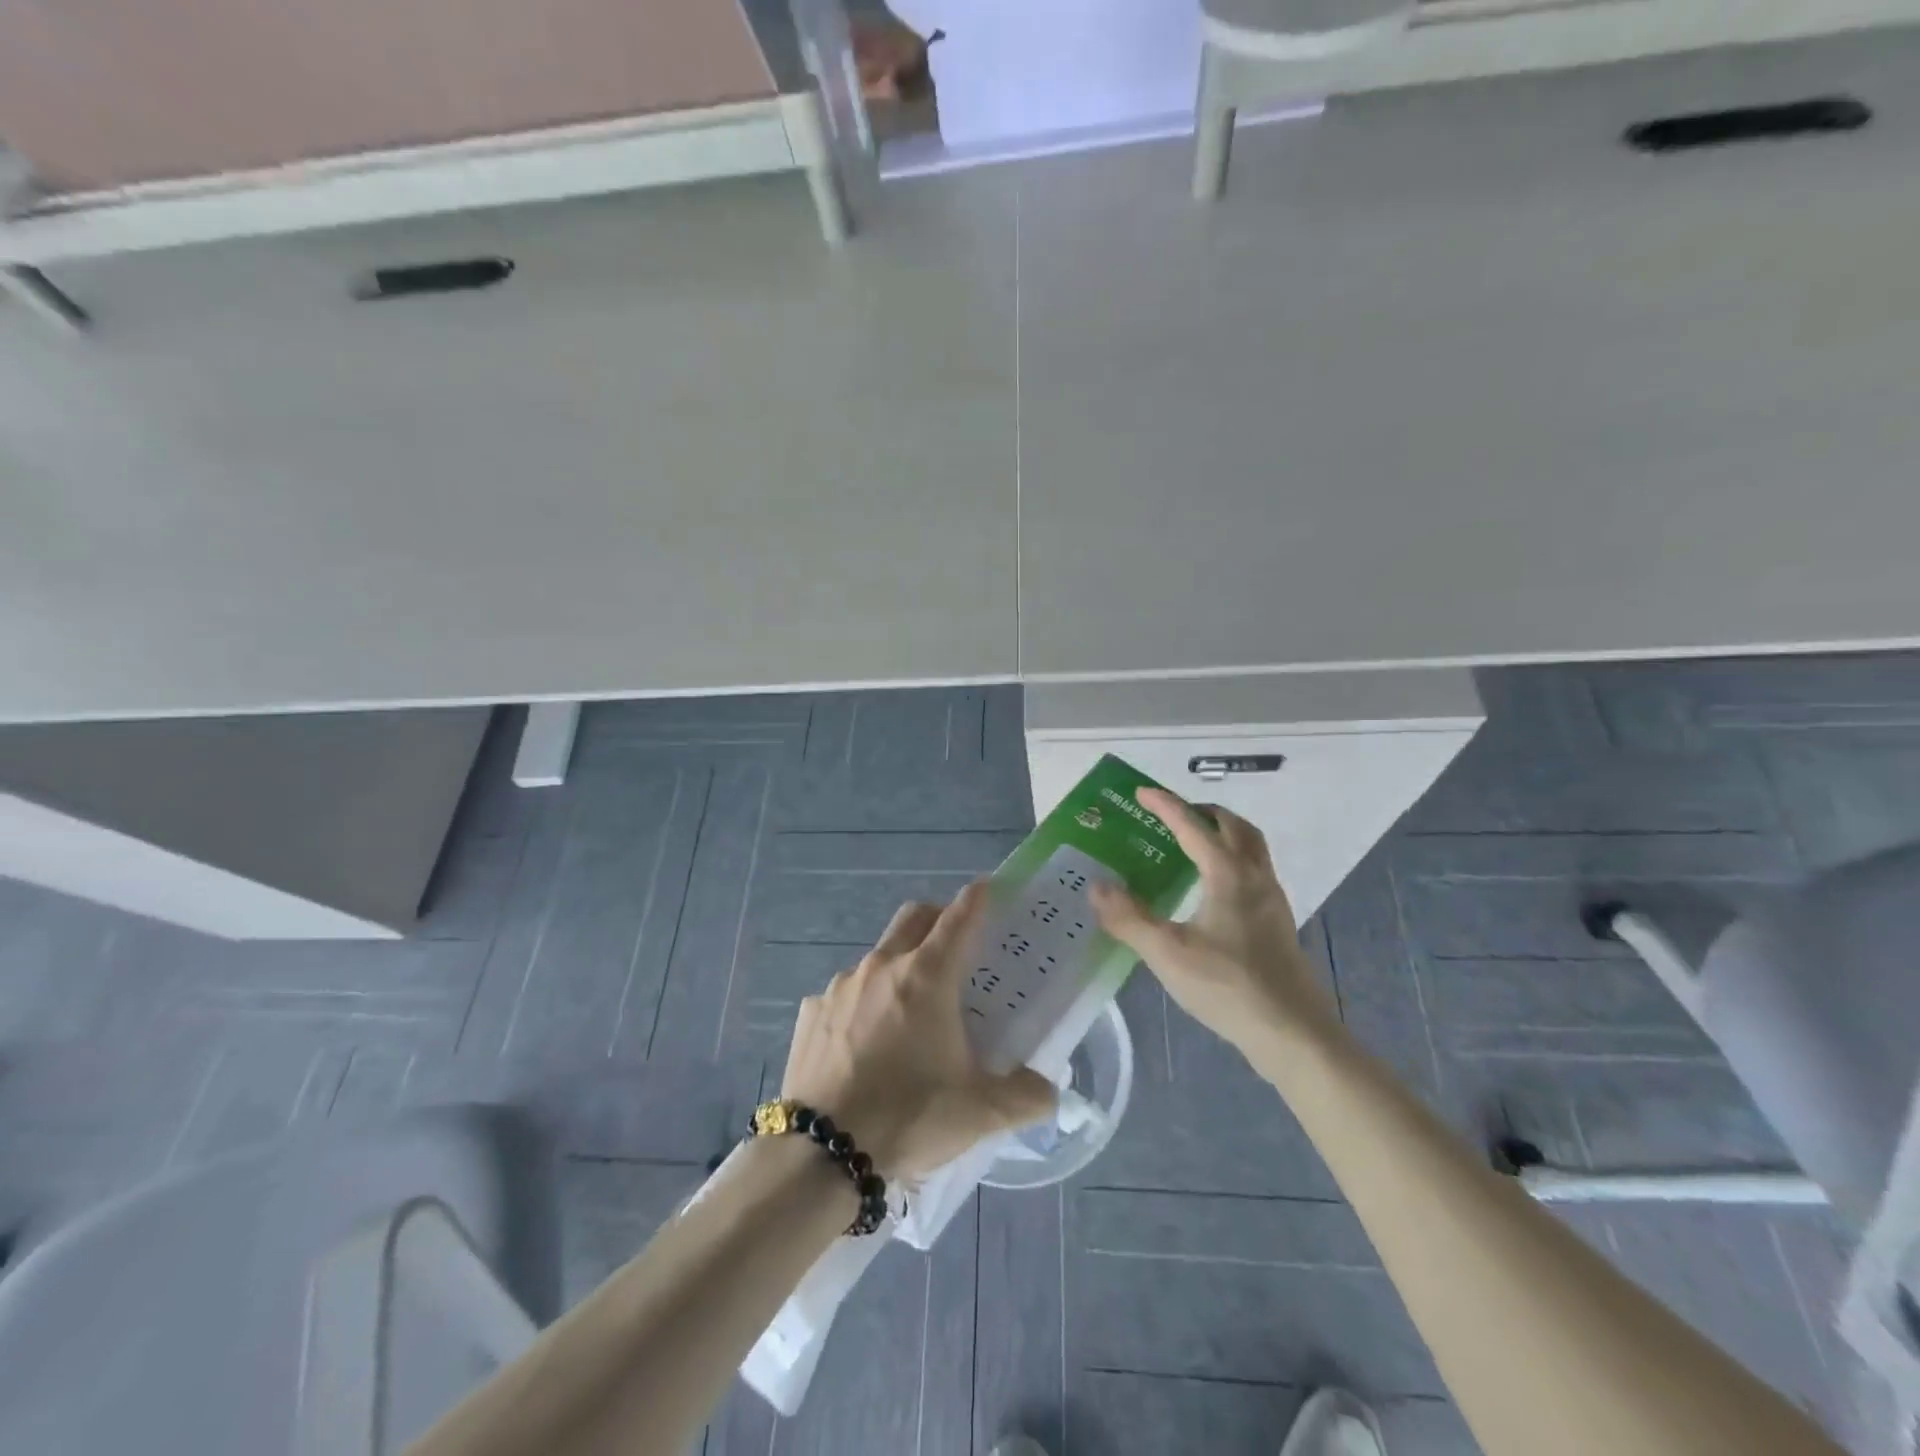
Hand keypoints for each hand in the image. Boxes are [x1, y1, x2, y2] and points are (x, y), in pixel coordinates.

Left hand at [781, 882, 1055, 1181]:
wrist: (821, 1154)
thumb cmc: (909, 1117)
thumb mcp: (980, 1112)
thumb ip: (1026, 1096)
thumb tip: (1050, 1092)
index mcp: (927, 976)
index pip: (958, 918)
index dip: (976, 897)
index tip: (987, 885)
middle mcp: (882, 967)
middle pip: (914, 917)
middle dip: (937, 917)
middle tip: (954, 943)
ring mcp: (840, 986)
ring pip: (877, 957)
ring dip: (898, 966)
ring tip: (908, 1010)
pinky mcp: (810, 1012)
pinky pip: (843, 994)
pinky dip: (861, 1004)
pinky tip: (864, 1043)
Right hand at [1090, 788, 1337, 1051]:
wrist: (1291, 1032)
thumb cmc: (1227, 985)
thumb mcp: (1167, 952)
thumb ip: (1128, 918)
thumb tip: (1096, 886)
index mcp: (1228, 874)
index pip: (1192, 826)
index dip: (1165, 805)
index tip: (1140, 792)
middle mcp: (1254, 877)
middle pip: (1234, 827)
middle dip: (1202, 813)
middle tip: (1173, 816)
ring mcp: (1271, 900)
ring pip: (1251, 848)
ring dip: (1223, 834)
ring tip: (1193, 845)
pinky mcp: (1277, 923)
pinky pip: (1254, 872)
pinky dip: (1232, 861)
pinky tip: (1211, 890)